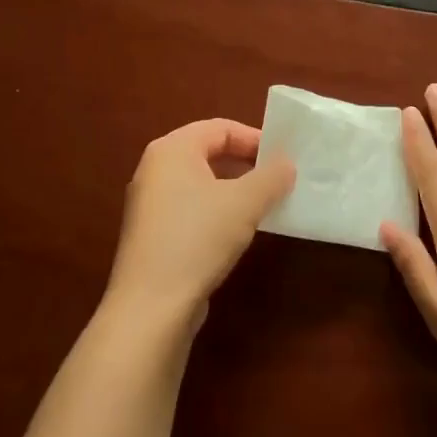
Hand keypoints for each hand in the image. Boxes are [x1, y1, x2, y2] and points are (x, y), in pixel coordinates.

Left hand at [105, 118, 295, 331]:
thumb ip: (271, 177)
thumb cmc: (197, 238)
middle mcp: (155, 170)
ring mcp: (150, 204)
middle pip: (208, 153)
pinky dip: (217, 212)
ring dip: (234, 190)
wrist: (150, 307)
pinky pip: (191, 209)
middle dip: (246, 164)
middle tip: (278, 180)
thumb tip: (287, 164)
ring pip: (201, 183)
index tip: (284, 158)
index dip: (255, 139)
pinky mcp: (152, 235)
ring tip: (264, 206)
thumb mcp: (244, 203)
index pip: (220, 128)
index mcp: (171, 150)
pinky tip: (237, 233)